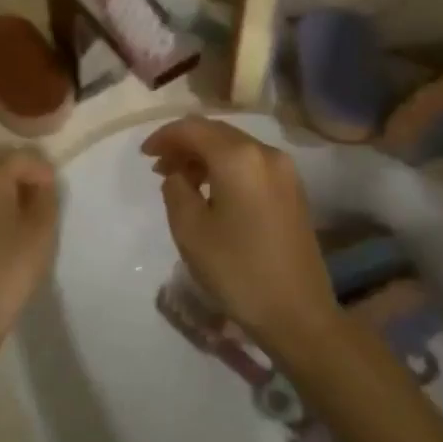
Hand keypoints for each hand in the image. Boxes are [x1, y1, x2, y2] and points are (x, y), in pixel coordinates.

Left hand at [0, 148, 60, 349]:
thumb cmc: (8, 267)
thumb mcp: (41, 229)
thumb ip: (46, 196)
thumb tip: (41, 182)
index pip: (21, 158)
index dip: (43, 171)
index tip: (57, 195)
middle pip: (0, 173)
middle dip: (23, 185)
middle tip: (44, 213)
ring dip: (5, 204)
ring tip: (24, 231)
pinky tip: (1, 246)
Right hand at [141, 117, 335, 347]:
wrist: (298, 313)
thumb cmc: (237, 270)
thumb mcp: (190, 230)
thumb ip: (176, 189)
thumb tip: (179, 174)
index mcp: (238, 157)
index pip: (193, 128)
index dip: (164, 136)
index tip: (144, 156)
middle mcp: (265, 153)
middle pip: (216, 132)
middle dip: (185, 144)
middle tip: (160, 167)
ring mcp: (285, 171)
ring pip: (235, 147)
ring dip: (205, 156)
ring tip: (182, 181)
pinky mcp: (293, 190)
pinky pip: (251, 164)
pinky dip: (226, 168)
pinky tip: (212, 192)